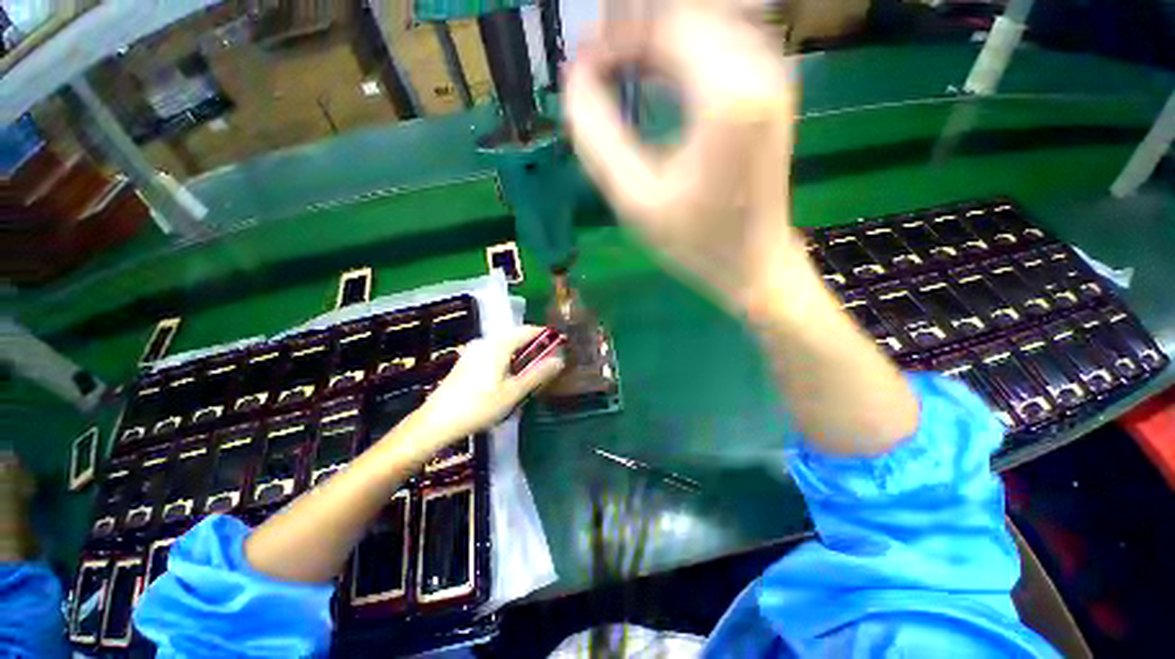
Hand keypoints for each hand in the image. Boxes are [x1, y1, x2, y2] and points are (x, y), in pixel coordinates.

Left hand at [411, 325, 565, 445]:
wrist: (436, 422)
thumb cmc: (479, 406)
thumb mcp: (514, 392)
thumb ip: (538, 374)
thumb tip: (560, 360)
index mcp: (499, 344)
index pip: (528, 331)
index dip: (546, 336)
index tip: (560, 345)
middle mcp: (486, 341)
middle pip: (516, 337)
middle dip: (534, 347)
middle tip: (547, 363)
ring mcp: (474, 350)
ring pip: (505, 345)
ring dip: (521, 354)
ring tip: (531, 372)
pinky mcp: (467, 361)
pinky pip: (494, 352)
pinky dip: (507, 359)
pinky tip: (508, 377)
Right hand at [565, 2, 806, 313]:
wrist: (753, 264)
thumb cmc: (694, 242)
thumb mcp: (634, 200)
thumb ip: (596, 137)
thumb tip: (574, 81)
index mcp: (726, 93)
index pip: (661, 23)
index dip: (614, 36)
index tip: (582, 68)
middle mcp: (760, 66)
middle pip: (686, 13)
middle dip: (633, 31)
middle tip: (598, 68)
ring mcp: (772, 75)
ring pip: (704, 22)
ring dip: (656, 39)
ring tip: (620, 71)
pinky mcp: (771, 91)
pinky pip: (721, 44)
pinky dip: (681, 52)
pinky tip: (656, 81)